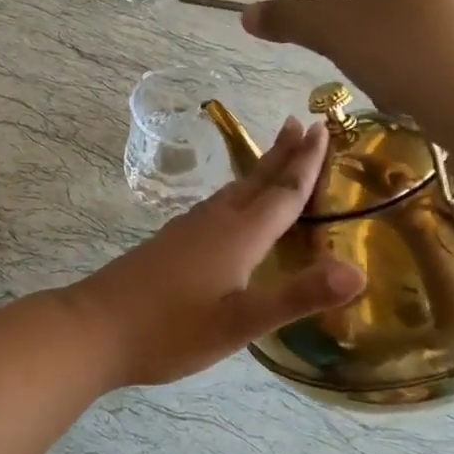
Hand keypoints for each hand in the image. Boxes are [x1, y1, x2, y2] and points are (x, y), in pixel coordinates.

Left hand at [69, 119, 364, 389]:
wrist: (94, 328)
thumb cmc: (171, 330)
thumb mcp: (240, 322)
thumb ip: (297, 296)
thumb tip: (359, 273)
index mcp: (238, 235)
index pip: (282, 192)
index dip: (307, 163)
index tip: (323, 128)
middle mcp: (215, 222)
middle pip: (257, 180)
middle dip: (283, 154)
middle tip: (302, 123)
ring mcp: (187, 229)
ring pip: (234, 190)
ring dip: (259, 170)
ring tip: (274, 156)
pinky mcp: (170, 242)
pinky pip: (216, 205)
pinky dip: (237, 193)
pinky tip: (228, 206)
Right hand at [239, 0, 453, 128]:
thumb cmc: (403, 53)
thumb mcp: (334, 33)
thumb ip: (287, 18)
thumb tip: (247, 13)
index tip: (260, 0)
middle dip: (327, 8)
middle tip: (300, 34)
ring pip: (386, 4)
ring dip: (357, 28)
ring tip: (344, 57)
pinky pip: (414, 24)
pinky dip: (390, 42)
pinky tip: (388, 69)